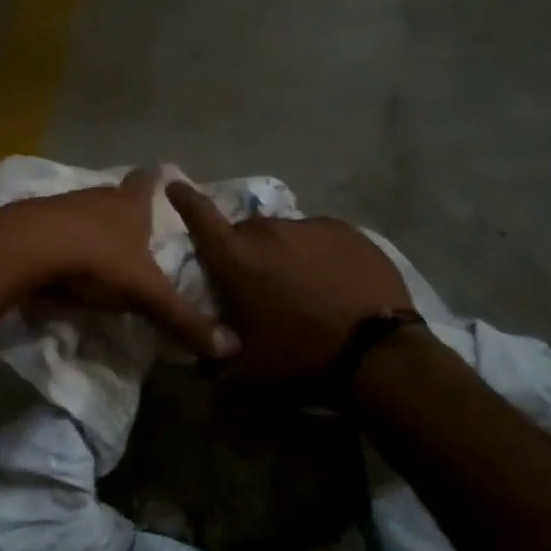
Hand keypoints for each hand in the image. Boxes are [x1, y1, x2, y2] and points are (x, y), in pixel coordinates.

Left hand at [0, 169, 238, 359]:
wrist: (26, 248)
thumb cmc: (96, 259)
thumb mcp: (146, 294)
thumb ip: (183, 320)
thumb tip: (232, 348)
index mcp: (129, 203)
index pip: (148, 180)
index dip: (157, 180)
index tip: (164, 178)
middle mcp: (96, 196)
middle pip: (114, 196)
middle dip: (125, 210)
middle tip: (137, 229)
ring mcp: (60, 206)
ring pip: (82, 212)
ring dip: (91, 228)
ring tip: (101, 250)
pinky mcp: (30, 223)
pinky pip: (53, 230)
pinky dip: (60, 242)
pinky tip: (61, 263)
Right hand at [165, 183, 412, 381]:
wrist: (376, 351)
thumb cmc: (300, 353)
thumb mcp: (250, 365)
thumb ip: (219, 356)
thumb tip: (204, 359)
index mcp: (236, 258)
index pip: (200, 216)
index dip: (185, 200)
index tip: (175, 185)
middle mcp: (268, 231)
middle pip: (246, 231)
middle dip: (245, 250)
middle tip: (258, 280)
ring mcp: (309, 226)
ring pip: (284, 233)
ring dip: (283, 251)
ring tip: (300, 283)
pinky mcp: (345, 230)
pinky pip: (318, 236)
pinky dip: (316, 252)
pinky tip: (331, 278)